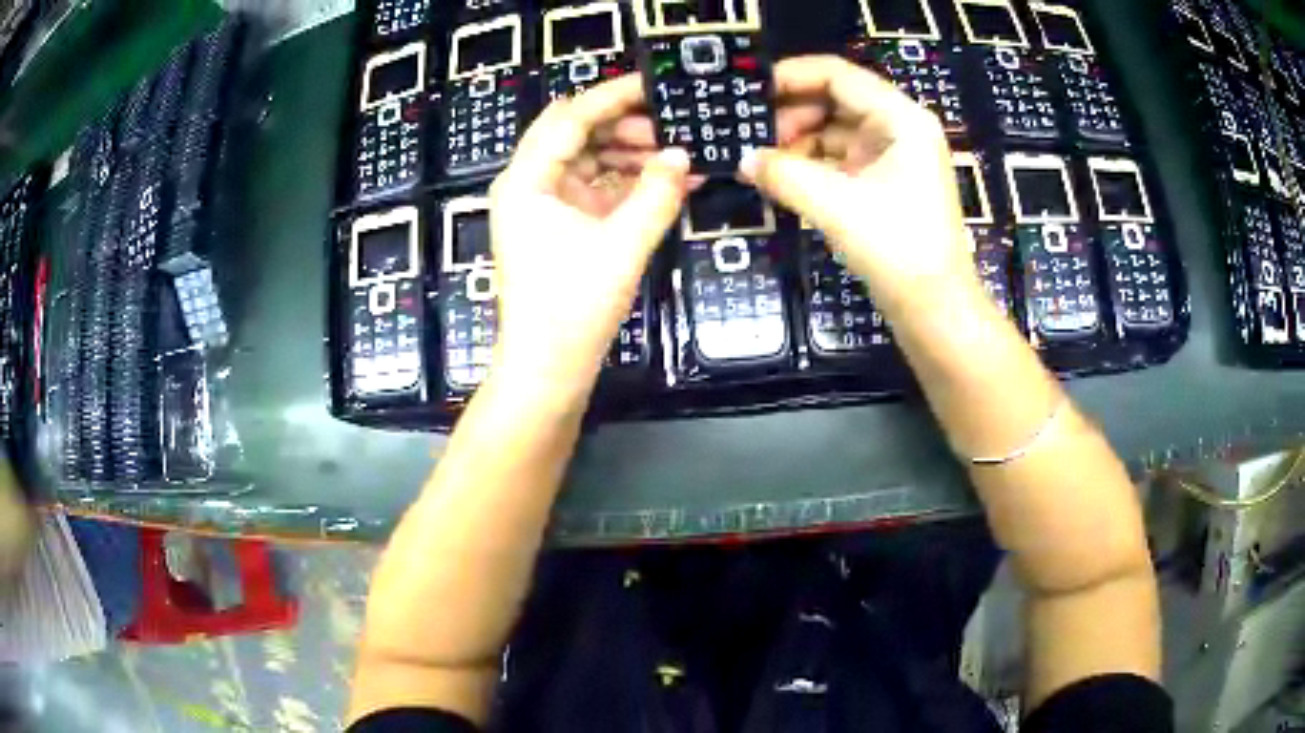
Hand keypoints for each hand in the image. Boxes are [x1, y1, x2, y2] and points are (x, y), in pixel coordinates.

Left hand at [489, 75, 690, 399]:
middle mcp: (529, 184)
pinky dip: (628, 184)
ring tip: (679, 154)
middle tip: (674, 125)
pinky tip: (668, 182)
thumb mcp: (622, 245)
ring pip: (589, 161)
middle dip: (625, 125)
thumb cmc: (573, 306)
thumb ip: (656, 194)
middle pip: (577, 134)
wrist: (547, 369)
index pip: (570, 117)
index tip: (655, 84)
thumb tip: (683, 156)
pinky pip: (596, 190)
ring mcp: (544, 206)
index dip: (613, 96)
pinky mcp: (560, 228)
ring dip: (630, 154)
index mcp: (527, 179)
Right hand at [739, 56, 980, 315]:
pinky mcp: (884, 185)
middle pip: (835, 101)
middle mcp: (899, 129)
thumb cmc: (899, 250)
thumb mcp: (837, 206)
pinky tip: (780, 178)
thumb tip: (744, 159)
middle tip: (751, 135)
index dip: (792, 76)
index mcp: (901, 118)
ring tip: (759, 161)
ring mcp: (892, 158)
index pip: (838, 76)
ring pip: (834, 133)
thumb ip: (785, 174)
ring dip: (798, 143)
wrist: (936, 311)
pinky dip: (811, 166)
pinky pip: (839, 161)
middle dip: (792, 114)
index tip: (749, 90)